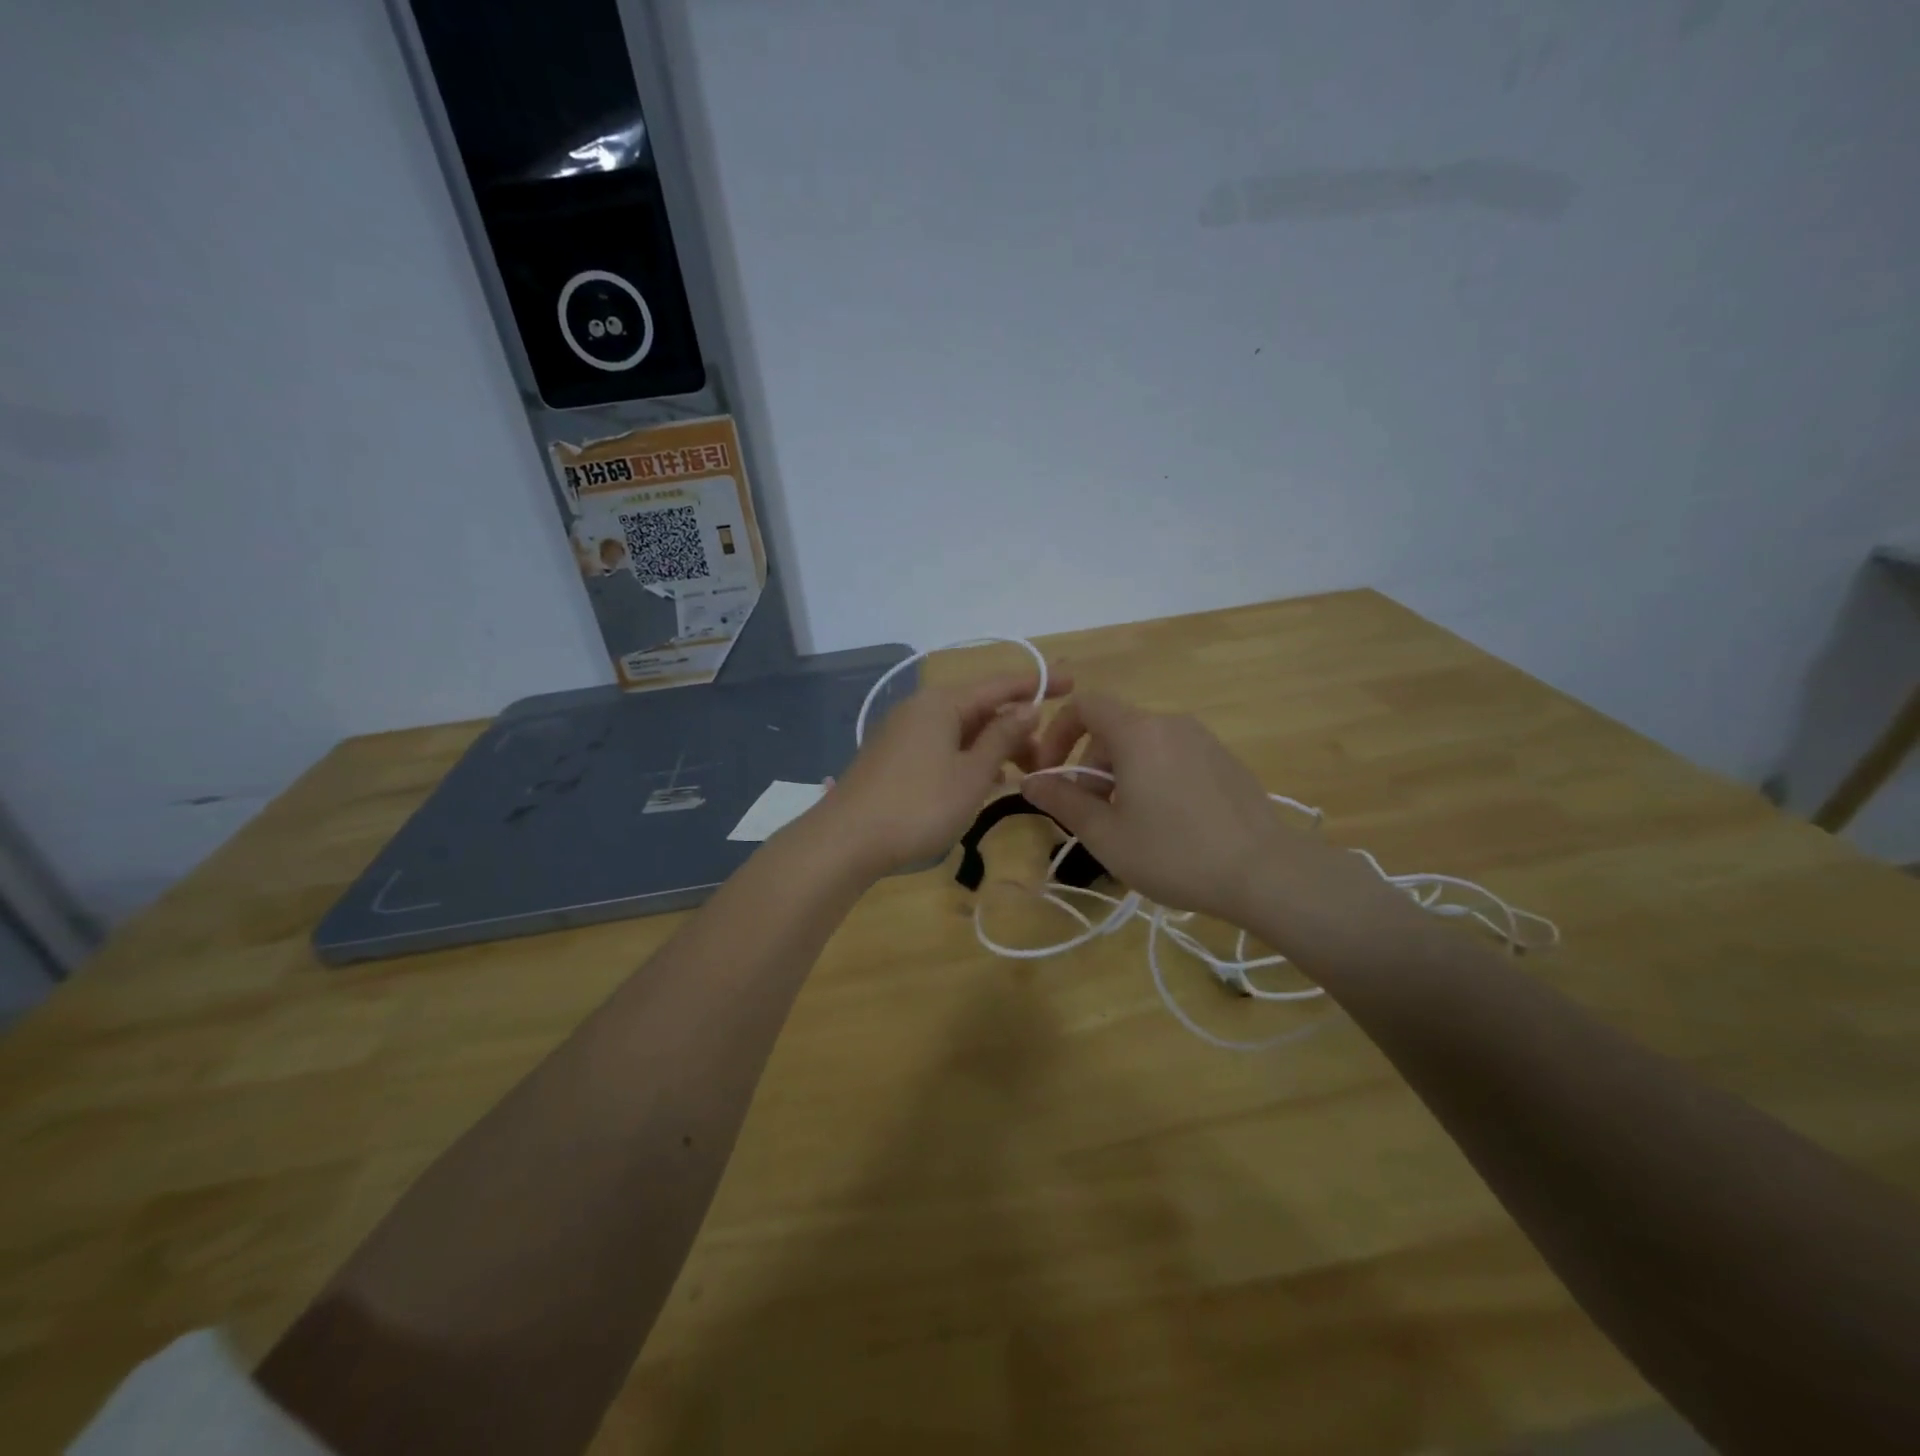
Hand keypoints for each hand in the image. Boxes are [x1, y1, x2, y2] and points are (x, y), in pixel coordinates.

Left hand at [821, 667, 1071, 875]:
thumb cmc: (919, 805)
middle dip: (1017, 726)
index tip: (1073, 682)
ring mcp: (903, 732)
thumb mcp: (972, 773)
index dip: (1038, 683)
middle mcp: (921, 709)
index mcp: (942, 703)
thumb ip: (1003, 738)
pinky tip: (983, 780)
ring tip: (1022, 772)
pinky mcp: (894, 757)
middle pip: (980, 708)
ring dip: (994, 746)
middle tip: (1047, 755)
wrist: (846, 840)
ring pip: (961, 730)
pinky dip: (968, 758)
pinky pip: (943, 746)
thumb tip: (1029, 708)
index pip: (1000, 684)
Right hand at [1020, 693, 1399, 942]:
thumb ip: (1063, 802)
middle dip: (1090, 766)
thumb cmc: (1174, 853)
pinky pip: (1173, 757)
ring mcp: (1203, 740)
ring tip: (1128, 825)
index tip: (1053, 773)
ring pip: (1144, 745)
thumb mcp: (1106, 835)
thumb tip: (1029, 781)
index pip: (1085, 705)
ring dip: (1121, 775)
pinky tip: (1167, 824)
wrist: (1265, 872)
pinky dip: (1153, 777)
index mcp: (1138, 733)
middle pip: (1114, 729)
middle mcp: (1170, 724)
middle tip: (1091, 814)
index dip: (1059, 733)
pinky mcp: (1224, 760)